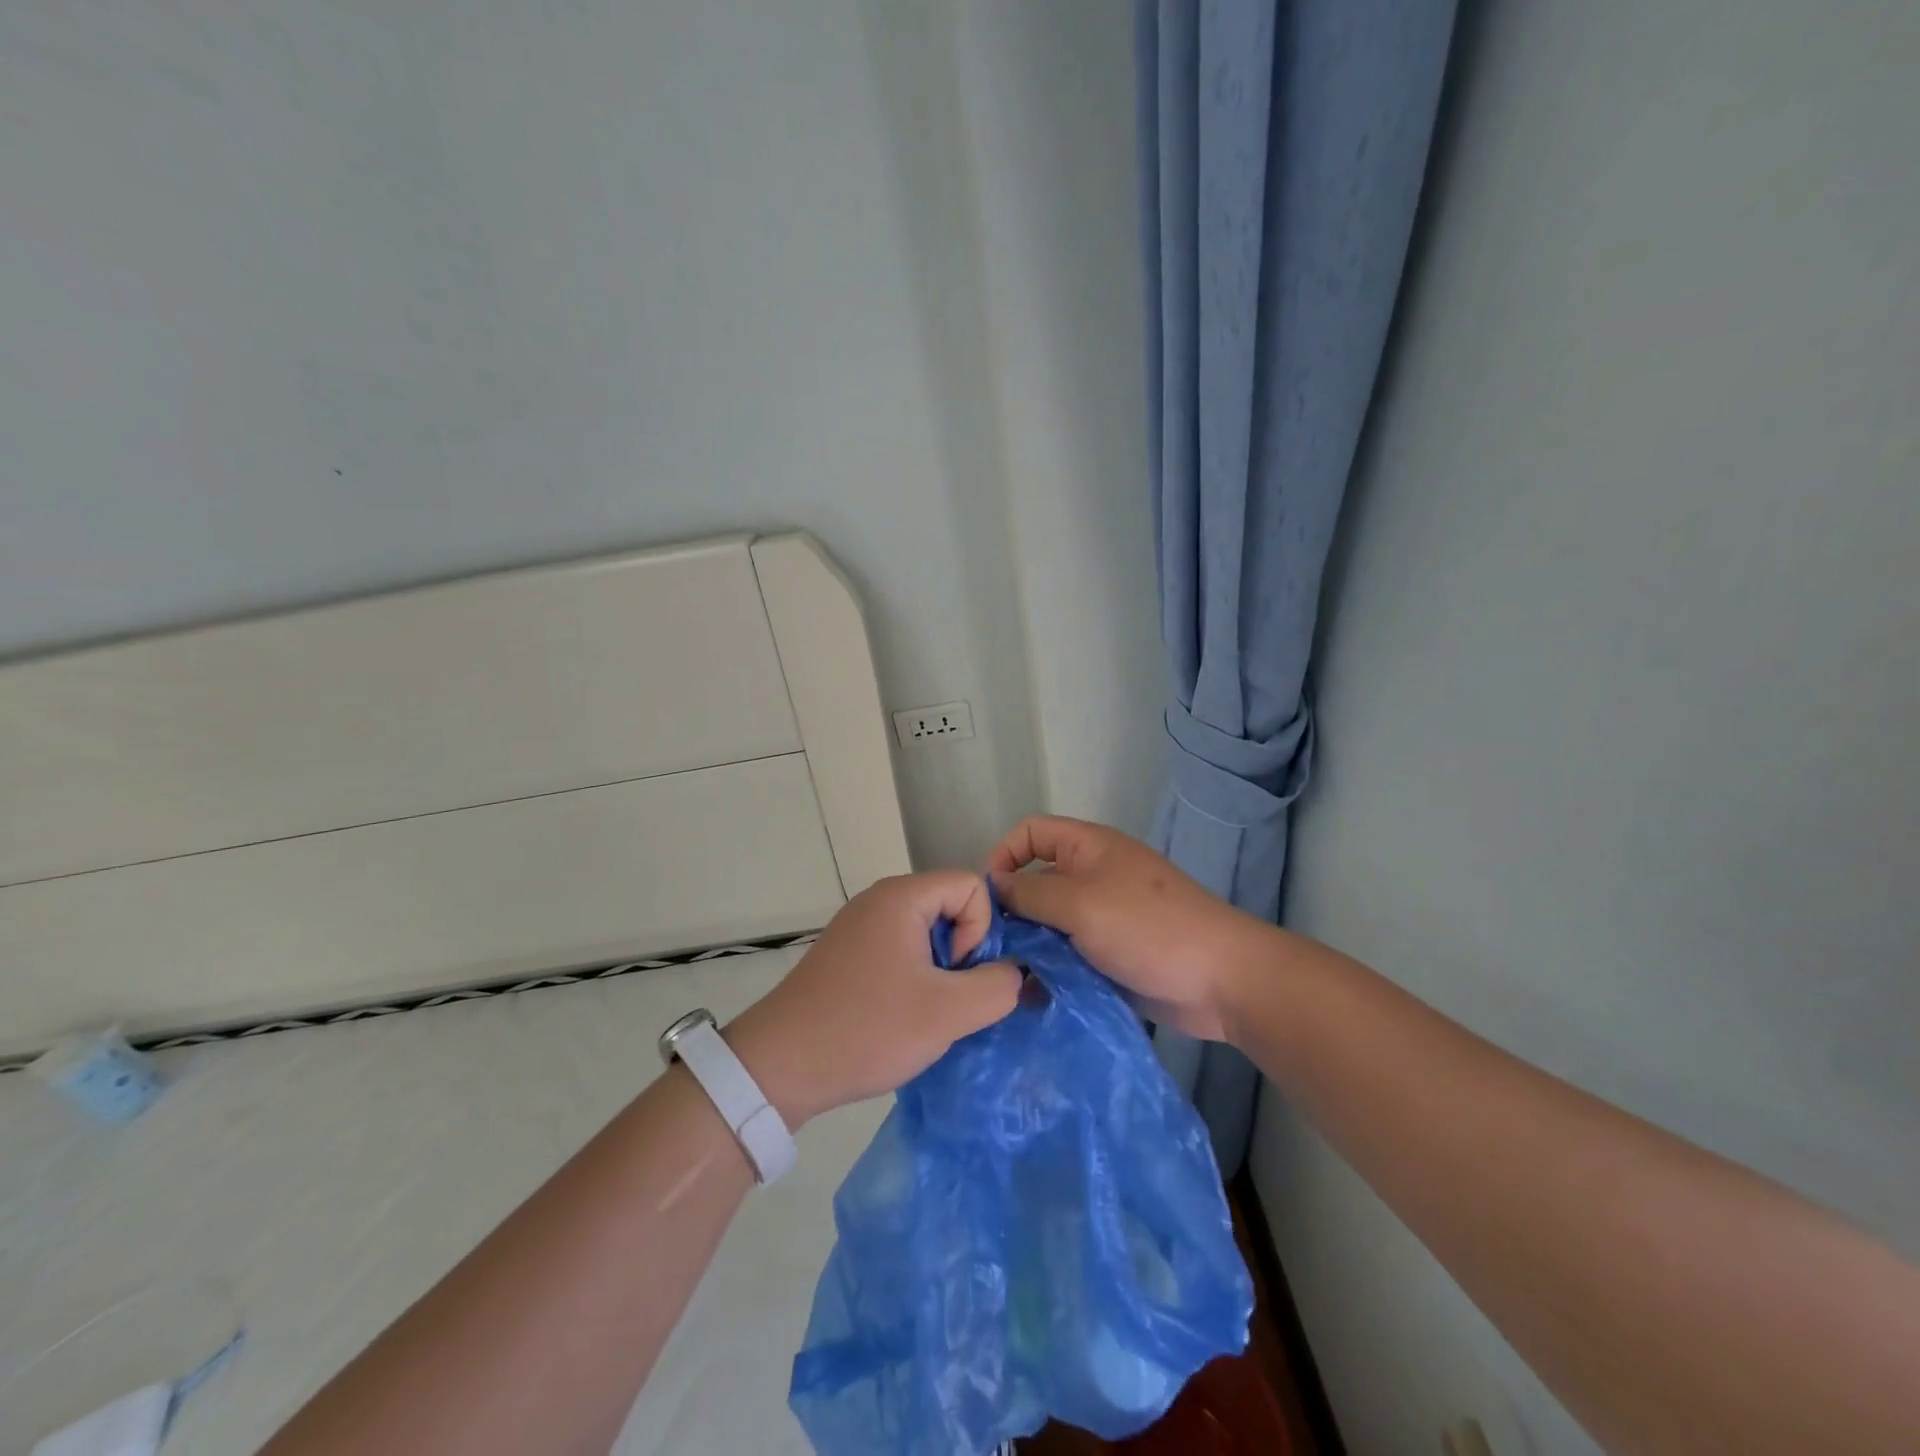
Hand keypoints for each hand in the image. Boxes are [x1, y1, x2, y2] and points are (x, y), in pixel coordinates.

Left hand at [726, 872, 1021, 1125]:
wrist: (779, 1066)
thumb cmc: (867, 1028)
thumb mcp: (948, 1012)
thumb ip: (999, 986)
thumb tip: (1018, 973)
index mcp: (902, 897)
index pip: (972, 885)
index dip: (982, 930)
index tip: (959, 976)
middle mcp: (879, 900)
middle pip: (950, 906)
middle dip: (964, 953)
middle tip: (949, 1000)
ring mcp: (859, 926)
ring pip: (927, 933)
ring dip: (940, 972)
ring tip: (926, 1014)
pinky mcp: (847, 954)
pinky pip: (900, 950)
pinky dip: (914, 978)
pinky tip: (900, 1017)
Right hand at [986, 816, 1266, 1042]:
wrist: (1221, 980)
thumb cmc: (1147, 928)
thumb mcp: (1079, 903)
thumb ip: (1030, 893)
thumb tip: (993, 886)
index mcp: (1089, 848)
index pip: (1032, 833)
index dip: (1004, 854)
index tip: (986, 895)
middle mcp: (1093, 876)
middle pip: (1037, 881)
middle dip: (1012, 909)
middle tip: (990, 946)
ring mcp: (1104, 917)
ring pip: (1051, 922)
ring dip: (1030, 945)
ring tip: (1009, 976)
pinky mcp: (1112, 954)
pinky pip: (1070, 953)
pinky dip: (1051, 968)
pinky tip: (1034, 994)